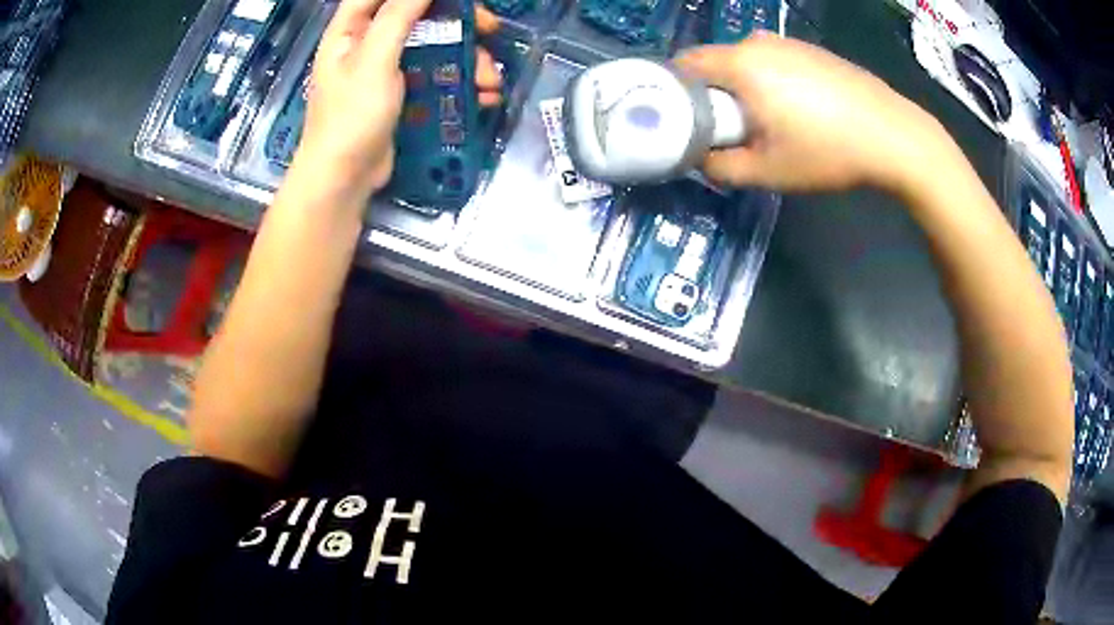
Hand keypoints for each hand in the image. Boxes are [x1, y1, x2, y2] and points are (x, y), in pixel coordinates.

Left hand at [292, 0, 502, 197]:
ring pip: (434, 46)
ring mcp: (386, 69)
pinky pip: (435, 75)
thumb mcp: (374, 60)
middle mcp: (368, 43)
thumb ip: (399, 16)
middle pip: (418, 15)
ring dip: (467, 58)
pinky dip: (460, 81)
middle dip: (457, 21)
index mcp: (351, 30)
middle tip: (489, 28)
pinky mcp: (402, 94)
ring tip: (489, 80)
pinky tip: (482, 96)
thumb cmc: (351, 118)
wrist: (344, 180)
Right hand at [675, 35, 950, 194]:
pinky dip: (769, 82)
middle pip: (714, 62)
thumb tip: (697, 156)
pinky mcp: (812, 50)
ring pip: (745, 62)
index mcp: (741, 63)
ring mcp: (789, 42)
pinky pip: (773, 62)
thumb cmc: (829, 152)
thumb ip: (718, 166)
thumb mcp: (767, 171)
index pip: (684, 64)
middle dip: (712, 95)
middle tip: (729, 131)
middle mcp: (760, 42)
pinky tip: (797, 112)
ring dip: (742, 89)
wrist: (895, 136)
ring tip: (768, 125)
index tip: (682, 121)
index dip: (674, 92)